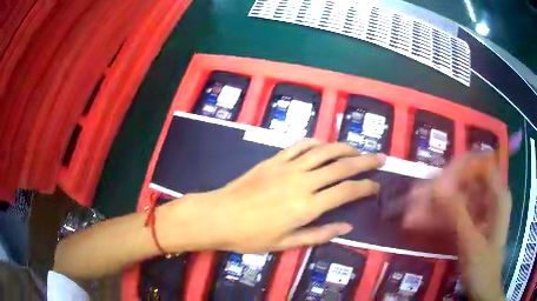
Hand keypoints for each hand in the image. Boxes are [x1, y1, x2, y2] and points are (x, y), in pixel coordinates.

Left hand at [162, 139, 384, 253]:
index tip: (377, 185)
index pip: (346, 191)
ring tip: (357, 150)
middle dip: (364, 161)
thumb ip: (319, 234)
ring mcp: (287, 167)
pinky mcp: (274, 159)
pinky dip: (316, 142)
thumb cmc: (250, 236)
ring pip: (324, 150)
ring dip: (344, 147)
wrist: (218, 216)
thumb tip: (346, 226)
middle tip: (379, 158)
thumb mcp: (286, 244)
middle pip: (341, 165)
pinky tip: (323, 145)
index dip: (366, 187)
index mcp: (307, 206)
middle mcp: (302, 181)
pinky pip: (300, 145)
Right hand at [404, 154, 510, 300]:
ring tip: (411, 212)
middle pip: (466, 181)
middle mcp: (490, 198)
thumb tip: (437, 187)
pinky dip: (439, 218)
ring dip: (436, 205)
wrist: (483, 290)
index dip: (462, 166)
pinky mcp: (471, 223)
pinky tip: (420, 222)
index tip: (441, 177)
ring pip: (457, 199)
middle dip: (442, 188)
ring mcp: (480, 211)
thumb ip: (457, 213)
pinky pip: (454, 214)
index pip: (482, 164)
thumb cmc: (483, 267)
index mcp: (498, 196)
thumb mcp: (471, 242)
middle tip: (417, 196)